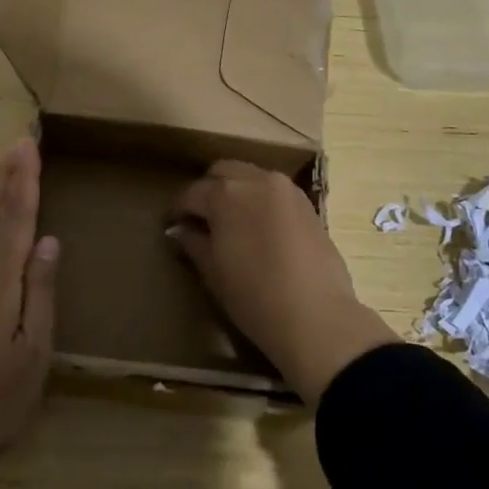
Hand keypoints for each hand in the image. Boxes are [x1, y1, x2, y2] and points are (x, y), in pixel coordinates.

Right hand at [170, 161, 398, 404]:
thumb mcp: (213, 272)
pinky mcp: (306, 203)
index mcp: (225, 194)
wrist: (317, 316)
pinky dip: (261, 199)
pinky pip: (274, 191)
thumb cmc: (254, 297)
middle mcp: (255, 179)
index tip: (172, 224)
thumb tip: (180, 230)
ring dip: (236, 191)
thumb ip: (194, 243)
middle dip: (208, 190)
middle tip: (201, 218)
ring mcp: (285, 189)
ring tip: (231, 221)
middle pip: (222, 172)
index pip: (191, 193)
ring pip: (250, 176)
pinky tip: (259, 227)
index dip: (178, 209)